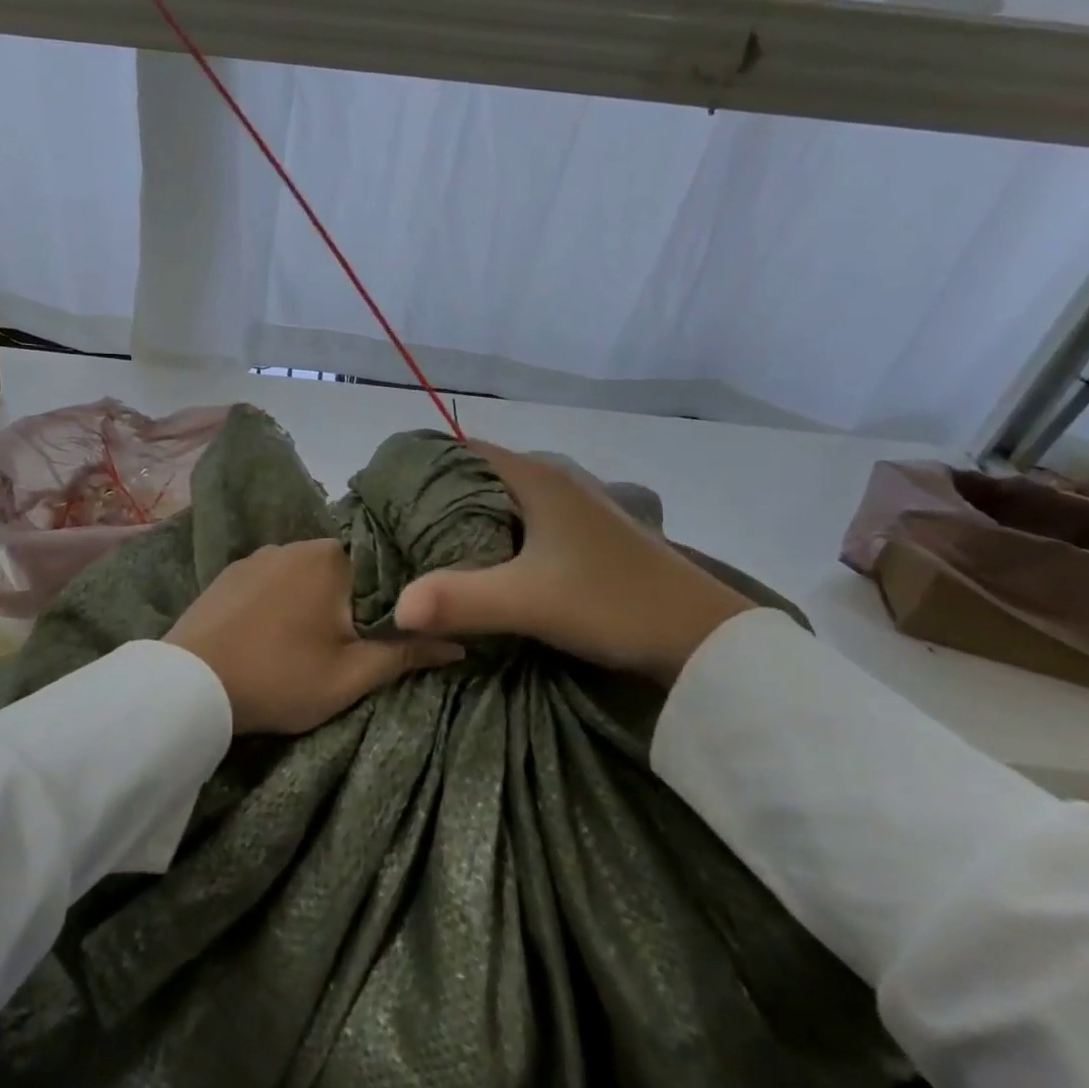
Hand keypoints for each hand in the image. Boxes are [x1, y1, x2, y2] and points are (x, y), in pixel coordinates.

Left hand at [167, 539, 463, 733]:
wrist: (190, 685)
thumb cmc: (280, 677)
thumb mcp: (350, 677)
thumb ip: (405, 654)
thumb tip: (459, 643)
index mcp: (332, 557)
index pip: (381, 565)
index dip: (392, 598)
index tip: (394, 626)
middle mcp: (295, 543)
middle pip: (342, 569)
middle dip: (352, 601)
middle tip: (352, 643)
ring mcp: (257, 556)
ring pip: (304, 574)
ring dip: (313, 601)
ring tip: (310, 641)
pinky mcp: (228, 573)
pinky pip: (270, 581)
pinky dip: (279, 601)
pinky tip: (272, 632)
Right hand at [393, 441, 752, 683]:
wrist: (702, 638)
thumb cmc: (612, 601)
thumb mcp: (529, 601)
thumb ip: (459, 600)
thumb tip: (395, 608)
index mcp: (537, 477)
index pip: (463, 449)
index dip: (423, 466)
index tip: (386, 493)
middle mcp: (556, 480)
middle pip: (482, 474)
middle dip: (440, 496)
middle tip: (400, 526)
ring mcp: (577, 507)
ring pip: (506, 499)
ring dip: (472, 517)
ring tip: (432, 547)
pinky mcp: (590, 536)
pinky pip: (528, 521)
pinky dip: (500, 534)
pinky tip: (488, 564)